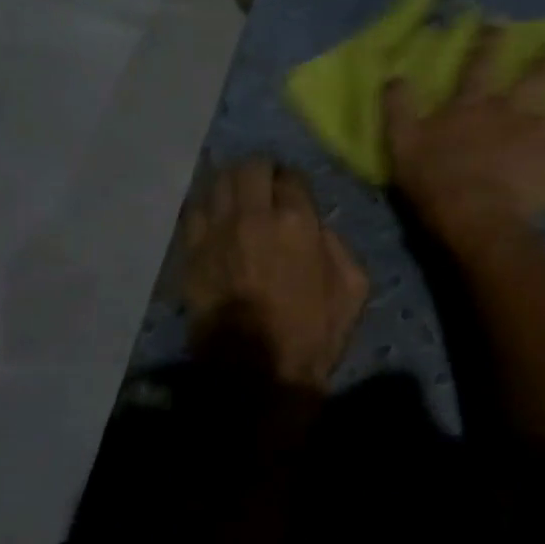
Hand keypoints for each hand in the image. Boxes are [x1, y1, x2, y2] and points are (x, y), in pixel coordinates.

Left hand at [182, 160, 368, 392]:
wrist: (258, 374)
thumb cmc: (313, 334)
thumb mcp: (354, 289)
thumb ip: (339, 246)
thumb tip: (319, 228)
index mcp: (296, 222)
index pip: (291, 176)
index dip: (293, 181)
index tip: (293, 192)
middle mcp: (252, 217)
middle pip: (250, 168)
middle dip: (260, 171)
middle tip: (265, 186)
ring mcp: (215, 234)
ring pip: (216, 183)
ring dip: (230, 183)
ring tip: (237, 196)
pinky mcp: (190, 254)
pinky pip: (192, 212)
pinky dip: (205, 207)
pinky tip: (214, 218)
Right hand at [384, 24, 544, 245]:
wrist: (472, 217)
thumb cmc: (436, 182)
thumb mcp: (402, 142)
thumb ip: (398, 107)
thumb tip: (394, 74)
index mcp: (477, 104)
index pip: (482, 63)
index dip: (491, 39)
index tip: (502, 17)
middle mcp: (516, 112)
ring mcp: (544, 139)